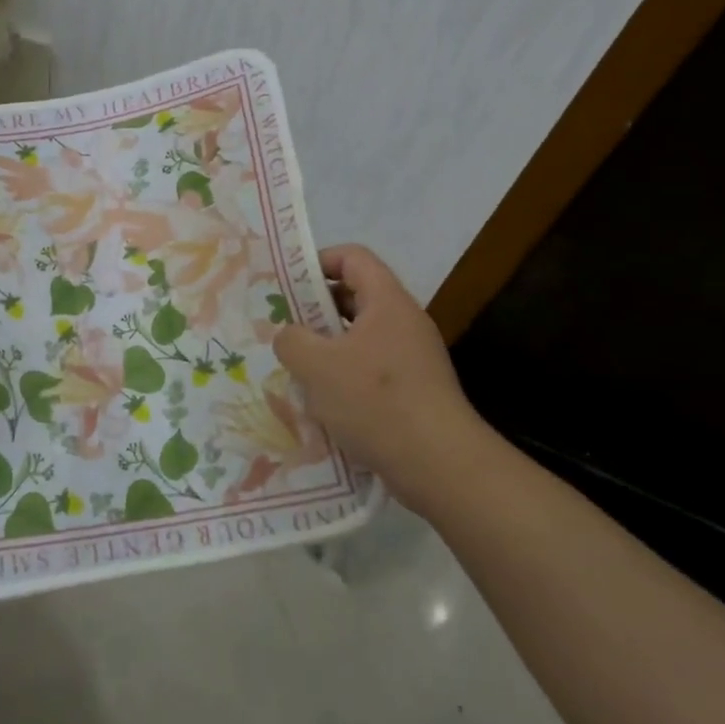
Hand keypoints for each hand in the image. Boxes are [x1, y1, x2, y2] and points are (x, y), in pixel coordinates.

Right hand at [274, 245, 486, 500]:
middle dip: (315, 309)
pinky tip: (322, 402)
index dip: (318, 262)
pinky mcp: (413, 390)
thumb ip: (291, 341)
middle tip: (283, 328)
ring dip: (326, 347)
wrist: (440, 466)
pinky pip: (370, 368)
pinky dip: (343, 376)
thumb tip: (290, 336)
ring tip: (296, 368)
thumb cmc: (375, 402)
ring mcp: (412, 357)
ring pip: (359, 336)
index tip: (287, 285)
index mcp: (387, 302)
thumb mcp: (316, 366)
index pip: (353, 257)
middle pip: (355, 296)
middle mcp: (403, 322)